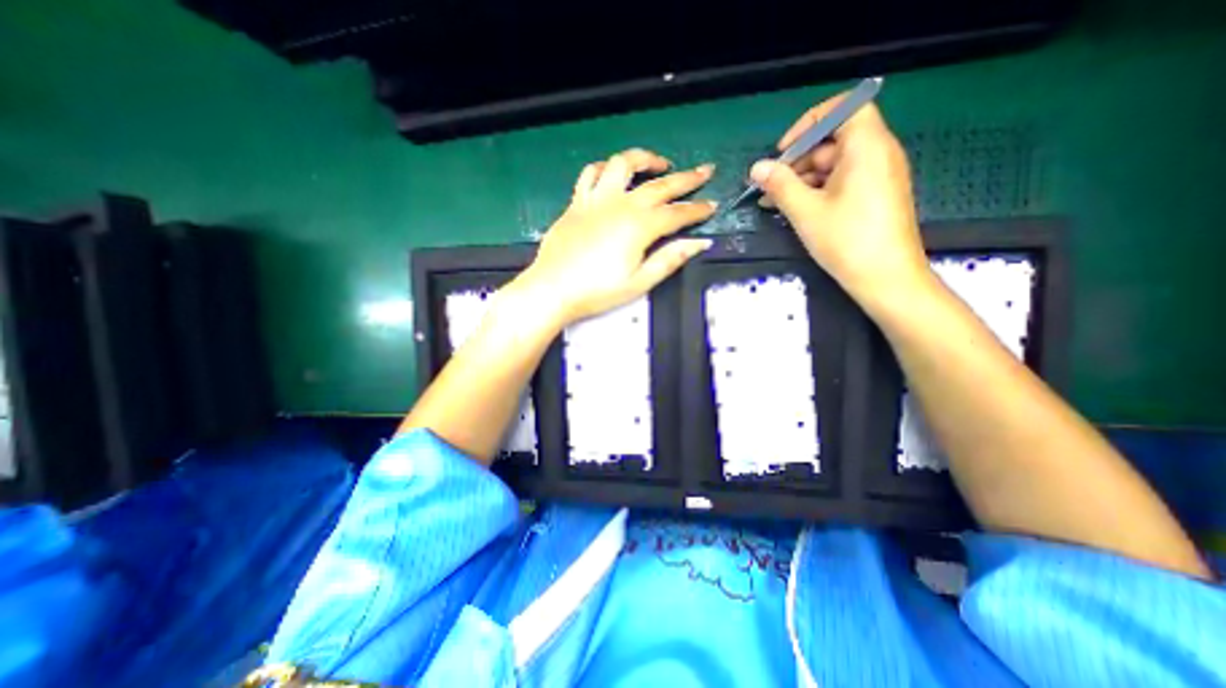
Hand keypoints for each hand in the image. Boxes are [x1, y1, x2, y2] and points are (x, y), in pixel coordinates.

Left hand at [510, 145, 720, 326]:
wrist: (553, 289)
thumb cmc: (597, 291)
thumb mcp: (639, 282)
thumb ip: (670, 259)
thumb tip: (700, 243)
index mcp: (639, 226)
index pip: (677, 213)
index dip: (697, 210)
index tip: (712, 205)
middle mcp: (621, 204)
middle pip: (659, 185)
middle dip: (686, 178)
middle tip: (705, 170)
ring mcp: (596, 199)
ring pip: (623, 164)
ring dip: (645, 159)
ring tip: (659, 164)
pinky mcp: (577, 202)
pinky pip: (591, 174)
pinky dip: (605, 168)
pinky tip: (613, 173)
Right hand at [752, 91, 935, 307]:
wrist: (886, 278)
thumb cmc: (846, 240)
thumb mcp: (805, 211)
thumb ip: (779, 185)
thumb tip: (756, 168)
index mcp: (867, 147)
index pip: (843, 109)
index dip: (809, 123)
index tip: (783, 150)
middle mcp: (878, 154)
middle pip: (834, 140)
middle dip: (798, 160)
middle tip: (770, 185)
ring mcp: (878, 176)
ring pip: (834, 164)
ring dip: (802, 179)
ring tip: (773, 201)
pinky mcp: (874, 196)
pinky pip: (842, 181)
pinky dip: (817, 190)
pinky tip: (793, 208)